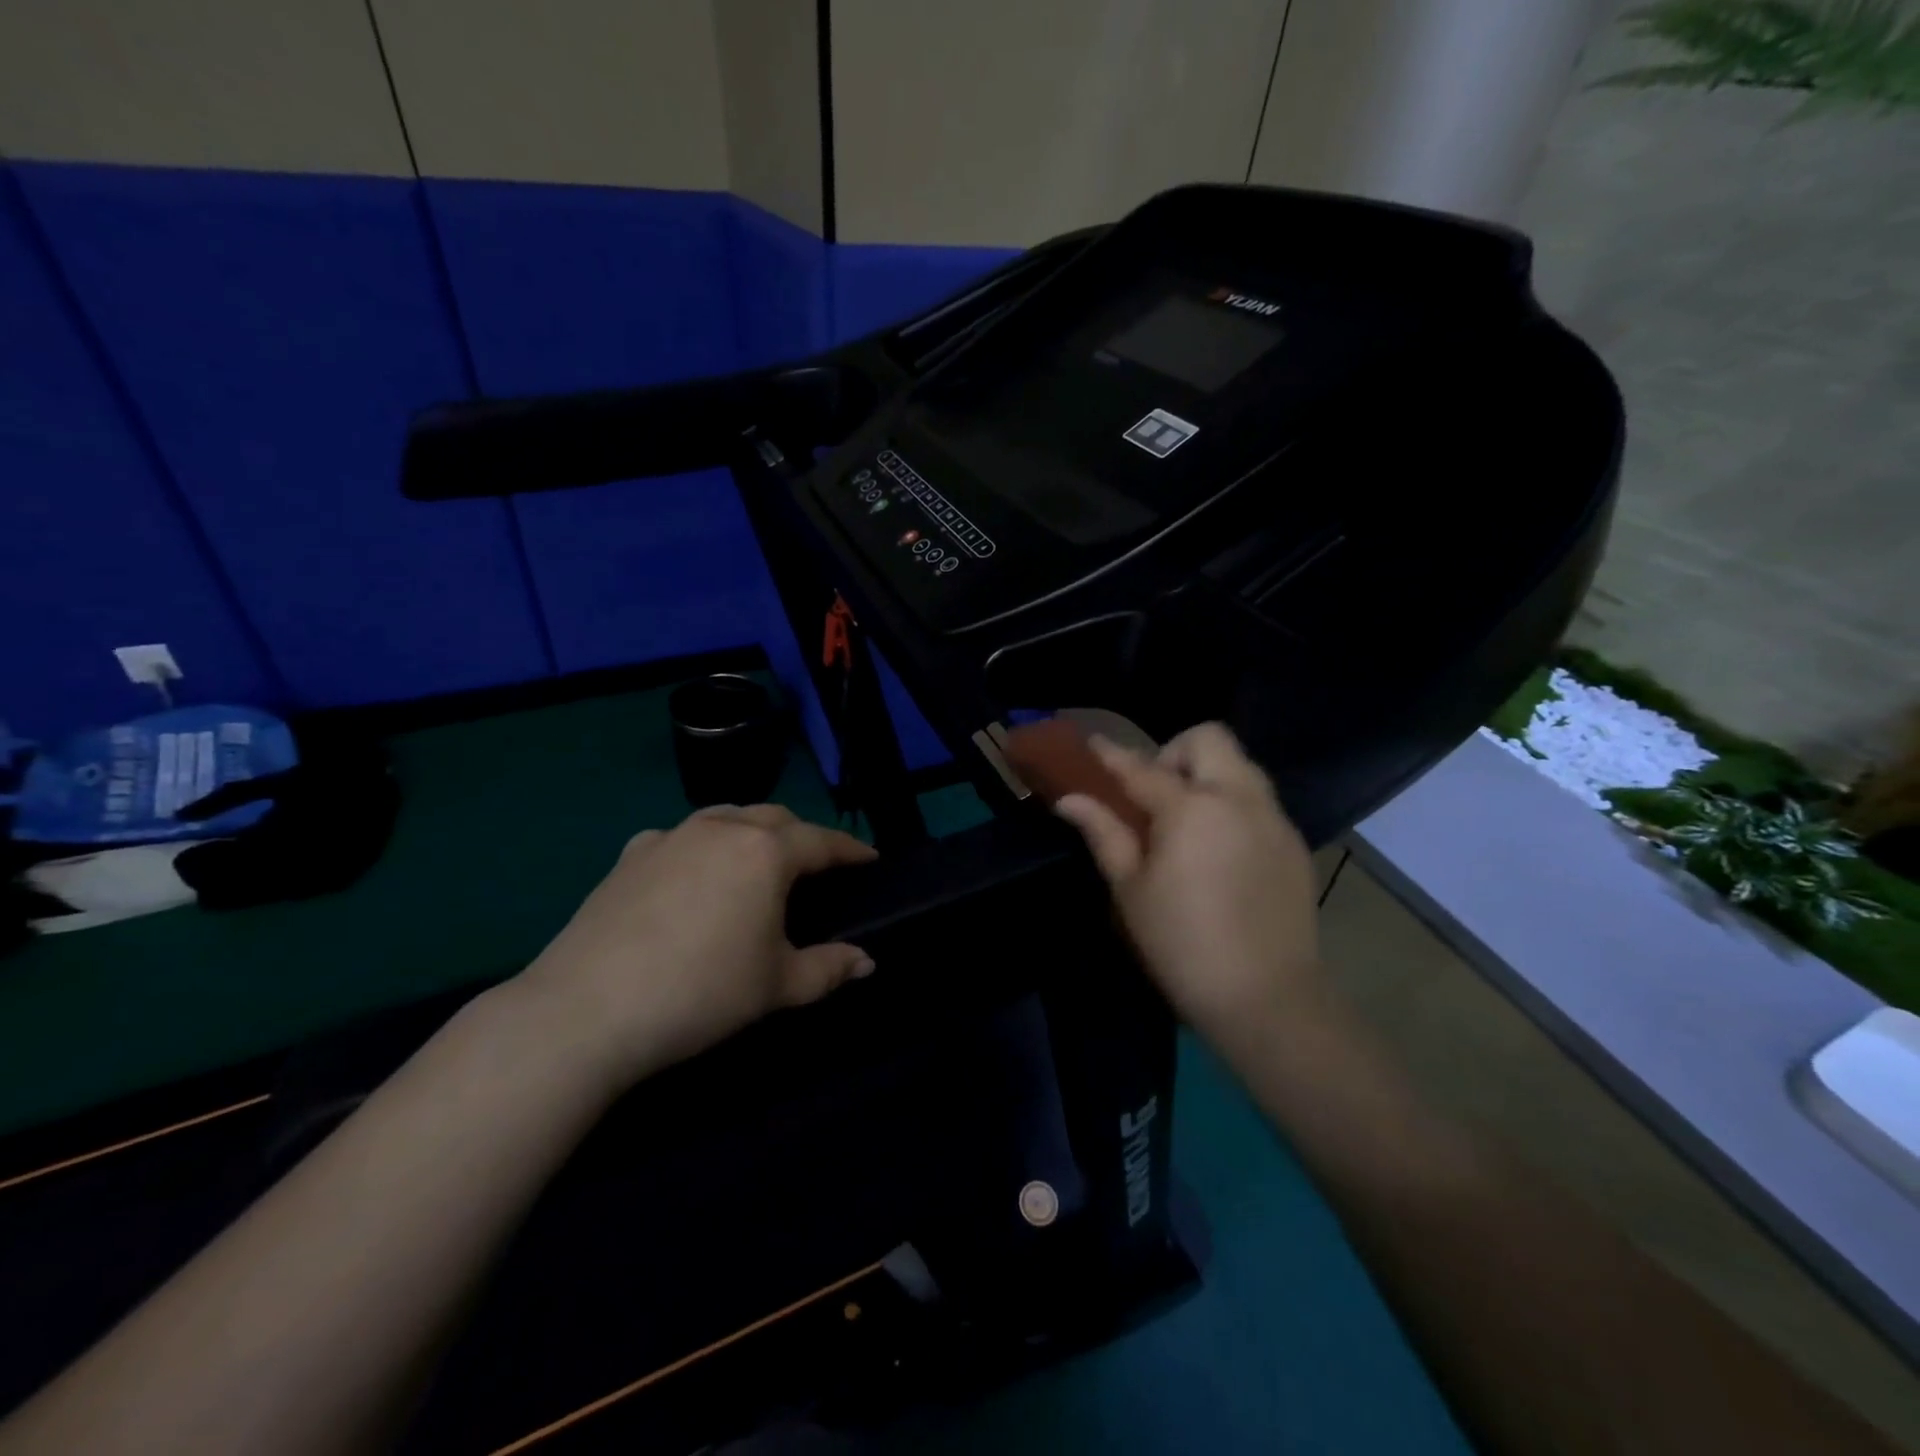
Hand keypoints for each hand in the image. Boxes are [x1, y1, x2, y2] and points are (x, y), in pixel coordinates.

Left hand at [512, 804, 877, 1088]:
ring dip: (752, 832)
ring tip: (758, 861)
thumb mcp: (777, 986)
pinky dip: (702, 846)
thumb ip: (829, 968)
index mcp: (766, 852)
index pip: (822, 841)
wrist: (587, 1009)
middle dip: (802, 836)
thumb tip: (866, 962)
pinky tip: (693, 874)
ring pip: (727, 817)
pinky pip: (681, 837)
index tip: (870, 859)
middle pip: (775, 818)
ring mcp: (671, 836)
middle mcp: (722, 829)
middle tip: (816, 866)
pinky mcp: (630, 855)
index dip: (851, 850)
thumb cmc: (702, 992)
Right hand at [1053, 723, 1321, 1042]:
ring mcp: (1273, 818)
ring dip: (1207, 773)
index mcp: (1192, 809)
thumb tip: (1070, 800)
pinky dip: (1232, 803)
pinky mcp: (1293, 842)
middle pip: (1208, 739)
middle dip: (1174, 752)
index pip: (1142, 767)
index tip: (1092, 745)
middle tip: (1154, 795)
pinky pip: (1258, 799)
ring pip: (1239, 764)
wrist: (1267, 997)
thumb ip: (1104, 832)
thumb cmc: (1182, 944)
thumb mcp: (1131, 889)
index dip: (1111, 755)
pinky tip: (1219, 849)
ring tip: (1186, 820)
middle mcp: (1239, 798)